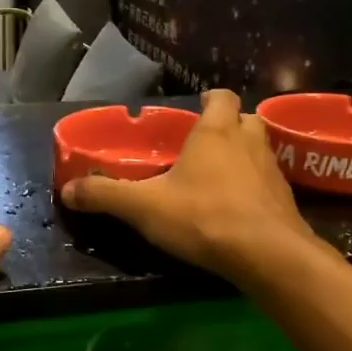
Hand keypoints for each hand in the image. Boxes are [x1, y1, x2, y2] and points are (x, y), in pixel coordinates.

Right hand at [61, 88, 317, 282]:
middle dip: (229, 127)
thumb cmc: (203, 216)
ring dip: (243, 158)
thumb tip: (66, 190)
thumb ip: (105, 195)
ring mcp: (272, 171)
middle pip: (245, 120)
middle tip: (205, 146)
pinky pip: (268, 184)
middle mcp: (248, 142)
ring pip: (259, 151)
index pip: (221, 96)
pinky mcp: (285, 201)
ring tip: (218, 179)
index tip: (195, 110)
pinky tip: (236, 210)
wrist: (266, 254)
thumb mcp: (143, 207)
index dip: (209, 100)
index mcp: (215, 132)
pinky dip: (254, 189)